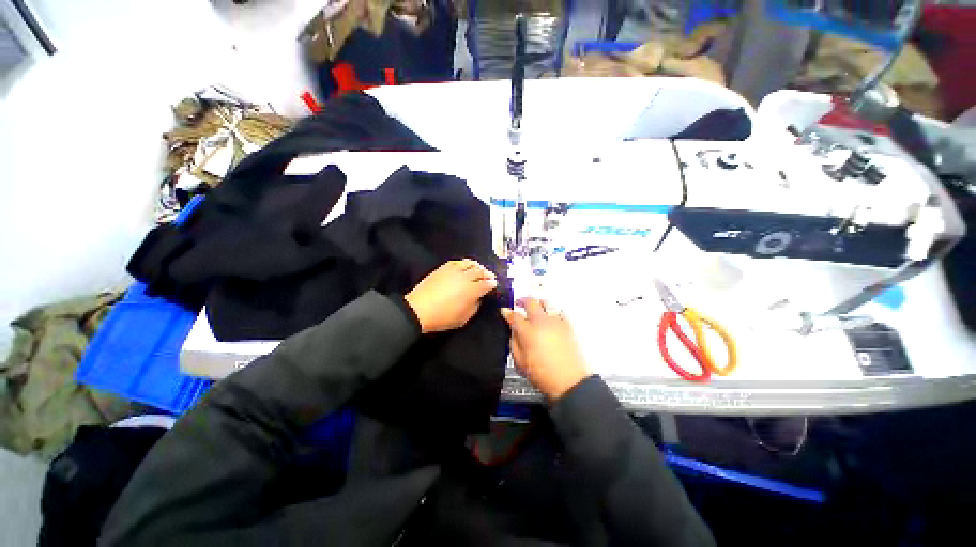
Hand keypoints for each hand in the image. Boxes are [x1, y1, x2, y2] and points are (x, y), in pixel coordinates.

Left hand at [405, 259, 497, 333]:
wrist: (419, 310)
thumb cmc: (443, 317)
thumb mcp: (464, 318)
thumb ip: (475, 306)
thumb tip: (478, 298)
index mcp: (472, 290)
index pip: (486, 284)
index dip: (492, 284)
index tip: (494, 284)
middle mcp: (465, 277)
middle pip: (480, 271)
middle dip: (487, 273)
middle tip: (489, 276)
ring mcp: (454, 271)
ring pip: (469, 263)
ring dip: (477, 266)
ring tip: (479, 269)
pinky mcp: (443, 268)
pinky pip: (457, 262)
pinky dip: (464, 263)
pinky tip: (465, 266)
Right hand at [501, 299, 588, 400]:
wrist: (569, 382)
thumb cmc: (543, 375)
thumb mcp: (520, 363)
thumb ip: (514, 343)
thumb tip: (513, 332)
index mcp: (528, 331)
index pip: (513, 316)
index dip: (506, 312)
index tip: (504, 312)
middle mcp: (542, 322)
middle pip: (530, 302)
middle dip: (522, 300)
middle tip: (518, 303)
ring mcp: (556, 322)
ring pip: (546, 302)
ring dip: (538, 303)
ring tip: (535, 307)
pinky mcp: (568, 325)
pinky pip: (559, 311)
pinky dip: (552, 311)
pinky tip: (550, 317)